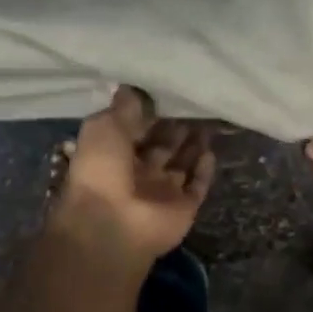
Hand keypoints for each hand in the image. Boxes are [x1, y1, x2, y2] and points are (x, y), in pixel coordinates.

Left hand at [51, 86, 215, 262]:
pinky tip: (210, 150)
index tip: (168, 91)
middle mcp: (138, 173)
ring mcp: (161, 192)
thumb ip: (123, 108)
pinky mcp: (183, 208)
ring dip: (193, 145)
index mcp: (113, 155)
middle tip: (194, 103)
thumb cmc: (102, 169)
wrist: (113, 223)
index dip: (150, 113)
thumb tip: (131, 87)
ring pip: (181, 163)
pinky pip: (196, 185)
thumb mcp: (104, 127)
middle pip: (161, 146)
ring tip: (208, 120)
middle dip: (175, 127)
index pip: (135, 130)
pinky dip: (204, 170)